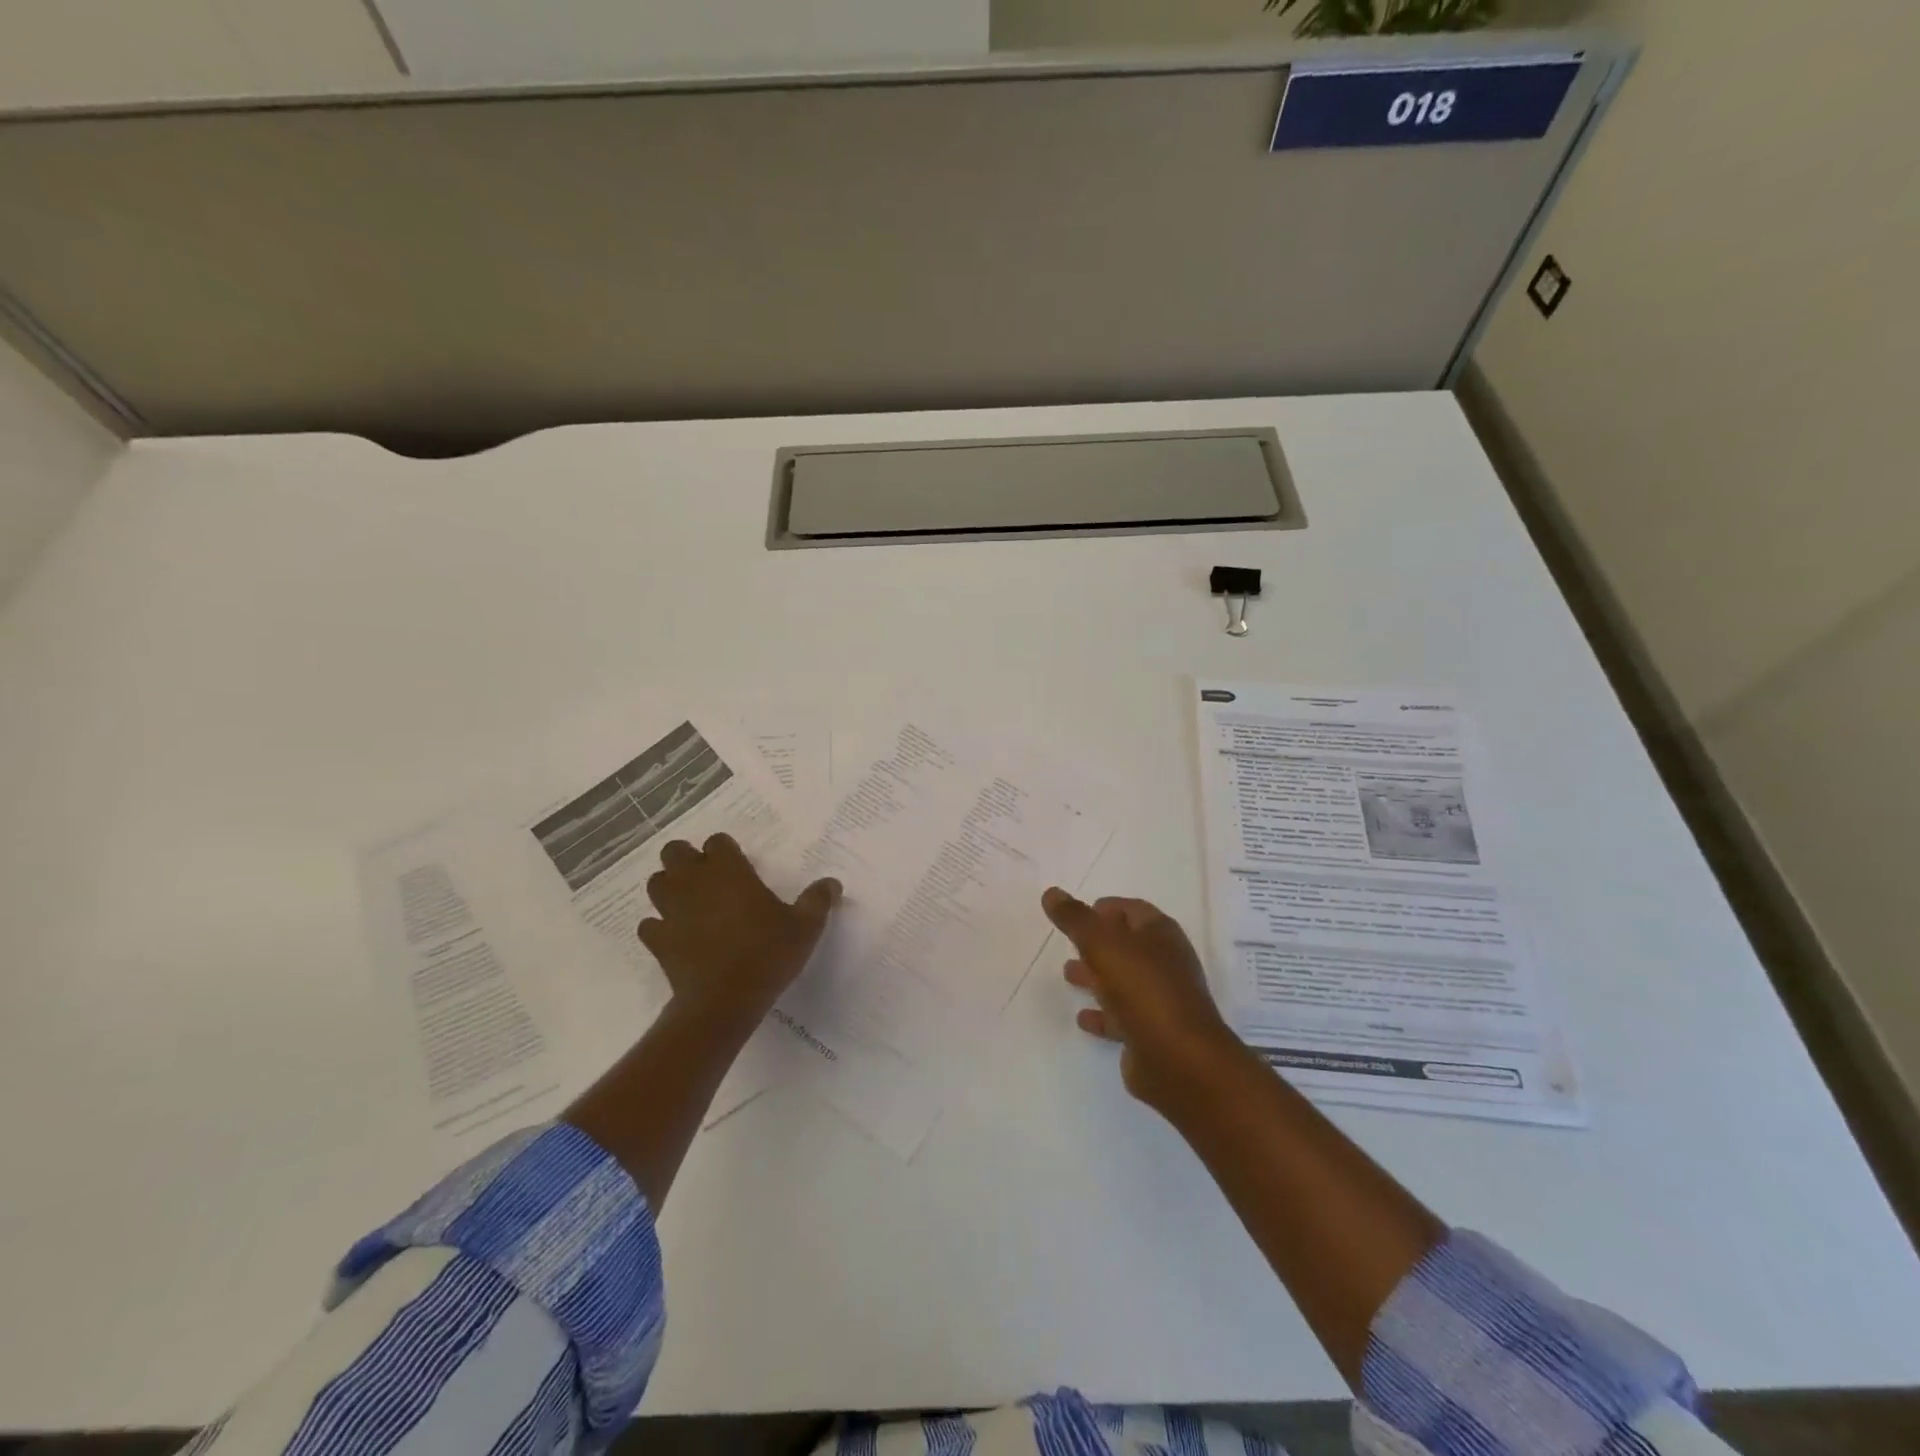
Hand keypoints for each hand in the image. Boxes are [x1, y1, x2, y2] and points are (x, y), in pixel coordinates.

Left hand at [639, 833, 840, 1026]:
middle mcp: (695, 883)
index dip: (725, 850)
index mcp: (729, 872)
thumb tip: (832, 883)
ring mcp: (671, 911)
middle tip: (708, 877)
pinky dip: (659, 926)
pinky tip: (675, 935)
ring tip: (688, 901)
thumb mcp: (805, 927)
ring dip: (669, 887)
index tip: (738, 865)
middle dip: (687, 859)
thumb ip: (818, 900)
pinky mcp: (658, 941)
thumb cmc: (767, 954)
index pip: (717, 842)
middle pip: (674, 852)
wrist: (723, 1002)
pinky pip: (649, 925)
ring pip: (656, 883)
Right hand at [1043, 888, 1245, 1108]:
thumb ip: (1075, 918)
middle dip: (1098, 943)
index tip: (1078, 912)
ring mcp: (1161, 1000)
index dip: (1107, 908)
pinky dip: (1102, 1014)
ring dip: (1096, 976)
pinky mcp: (1152, 1033)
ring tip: (1067, 974)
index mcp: (1160, 934)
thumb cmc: (1143, 989)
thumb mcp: (1102, 944)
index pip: (1132, 910)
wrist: (1180, 1060)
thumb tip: (1051, 892)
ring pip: (1123, 980)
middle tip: (1068, 943)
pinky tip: (1082, 1018)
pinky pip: (1122, 1017)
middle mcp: (1164, 963)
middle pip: (1127, 945)